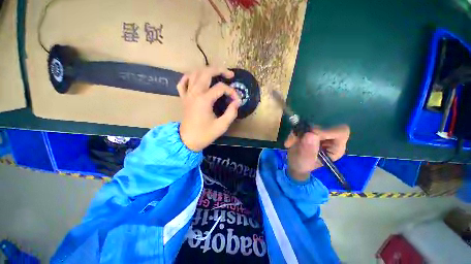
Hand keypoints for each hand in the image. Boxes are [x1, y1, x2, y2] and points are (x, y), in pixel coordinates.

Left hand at [177, 67, 239, 151]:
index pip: (221, 88)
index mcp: (204, 100)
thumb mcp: (222, 126)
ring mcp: (187, 94)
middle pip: (206, 72)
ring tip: (217, 74)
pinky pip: (183, 82)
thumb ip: (231, 112)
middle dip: (220, 70)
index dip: (232, 92)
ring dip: (207, 71)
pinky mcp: (183, 98)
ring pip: (194, 73)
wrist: (187, 141)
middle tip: (230, 75)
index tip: (237, 100)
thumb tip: (237, 102)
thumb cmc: (205, 134)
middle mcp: (195, 93)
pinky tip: (196, 78)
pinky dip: (189, 77)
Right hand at [284, 125, 349, 181]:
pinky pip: (302, 125)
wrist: (294, 164)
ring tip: (290, 144)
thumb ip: (308, 150)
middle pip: (325, 125)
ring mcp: (319, 133)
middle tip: (295, 139)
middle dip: (308, 131)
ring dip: (298, 133)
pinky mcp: (310, 130)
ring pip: (311, 125)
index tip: (310, 134)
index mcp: (336, 148)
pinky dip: (294, 132)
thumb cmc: (302, 166)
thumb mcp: (304, 161)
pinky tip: (290, 141)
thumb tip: (310, 134)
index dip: (326, 131)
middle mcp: (330, 138)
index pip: (340, 132)